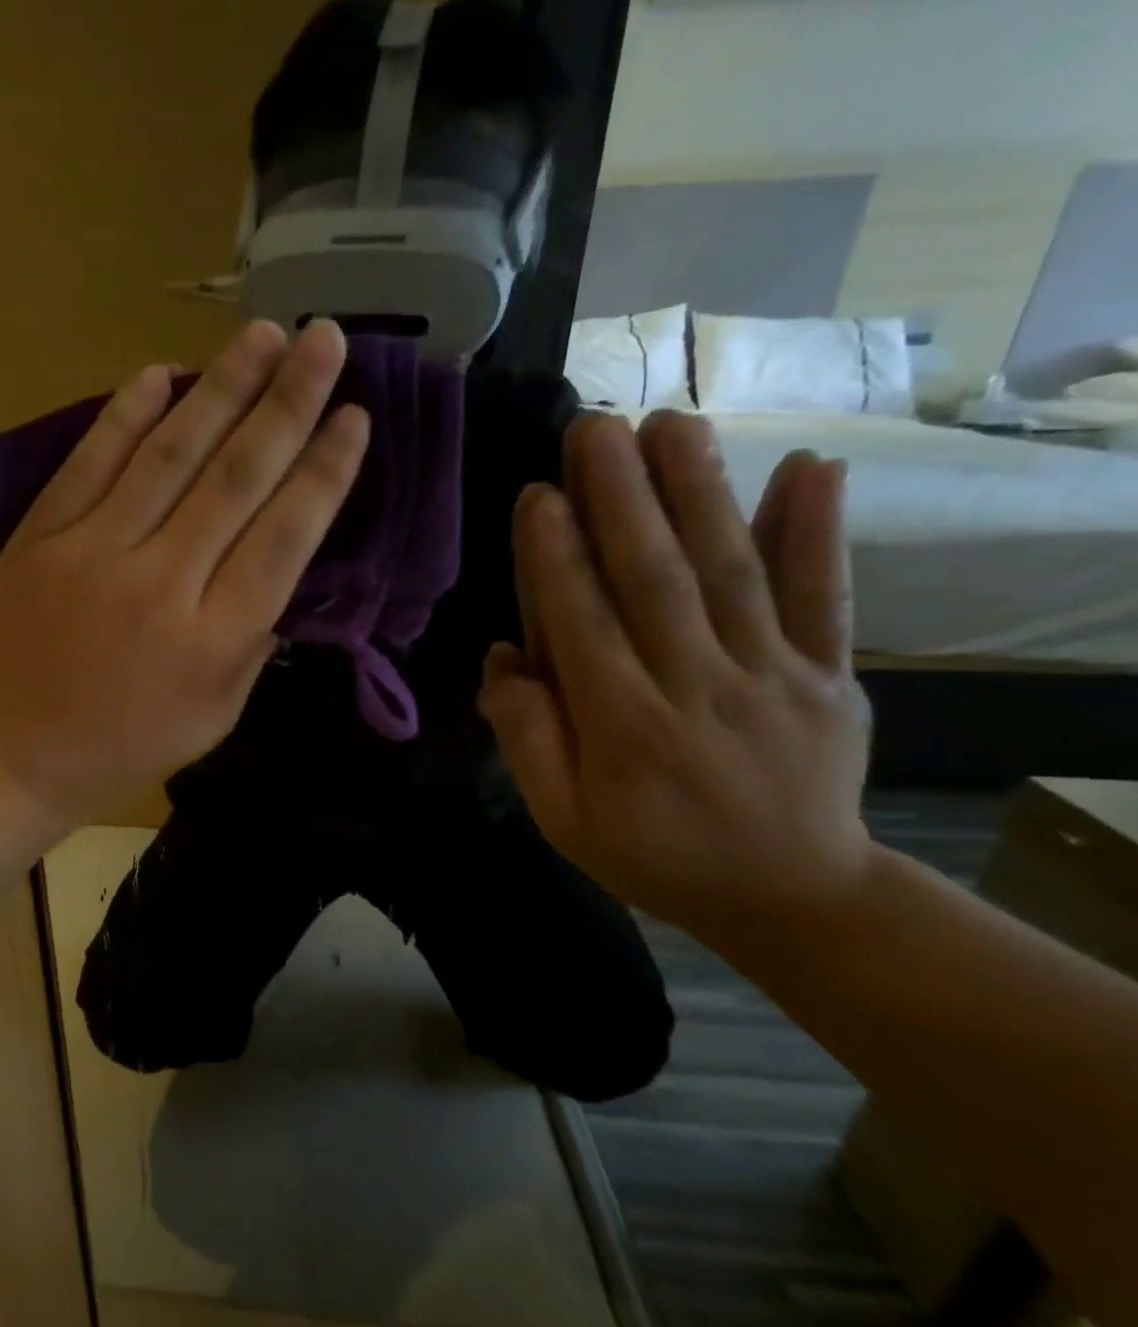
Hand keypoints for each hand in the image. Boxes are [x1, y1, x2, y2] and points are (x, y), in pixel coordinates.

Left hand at [0, 319, 369, 821]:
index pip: (284, 537)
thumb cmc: (122, 749)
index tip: (355, 417)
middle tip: (328, 339)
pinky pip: (91, 462)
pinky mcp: (42, 538)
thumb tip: (280, 570)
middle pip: (236, 478)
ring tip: (264, 335)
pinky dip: (126, 415)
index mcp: (213, 639)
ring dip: (221, 389)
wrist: (9, 754)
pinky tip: (160, 373)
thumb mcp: (212, 719)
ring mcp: (94, 552)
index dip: (324, 473)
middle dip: (289, 404)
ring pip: (169, 455)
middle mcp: (163, 583)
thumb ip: (251, 645)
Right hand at [479, 411, 873, 947]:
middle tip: (593, 427)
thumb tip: (504, 661)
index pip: (582, 626)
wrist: (790, 894)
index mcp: (624, 730)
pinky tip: (808, 467)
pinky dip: (817, 531)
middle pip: (654, 580)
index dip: (556, 558)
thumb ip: (528, 742)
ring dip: (699, 491)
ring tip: (669, 423)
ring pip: (730, 571)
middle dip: (620, 498)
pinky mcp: (829, 672)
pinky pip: (823, 596)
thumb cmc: (654, 856)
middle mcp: (697, 688)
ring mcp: (772, 675)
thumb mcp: (564, 820)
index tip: (539, 494)